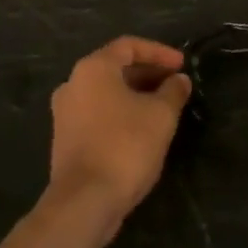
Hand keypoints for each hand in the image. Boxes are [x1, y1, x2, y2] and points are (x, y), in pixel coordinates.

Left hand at [44, 36, 191, 242]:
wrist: (84, 202)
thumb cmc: (125, 146)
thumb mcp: (160, 116)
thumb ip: (173, 92)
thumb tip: (179, 80)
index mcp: (93, 68)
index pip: (129, 46)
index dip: (159, 52)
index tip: (182, 65)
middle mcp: (73, 83)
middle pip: (115, 68)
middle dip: (148, 74)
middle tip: (175, 85)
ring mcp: (65, 113)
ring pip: (106, 92)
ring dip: (135, 95)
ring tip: (162, 107)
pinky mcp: (65, 139)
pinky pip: (97, 113)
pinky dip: (120, 113)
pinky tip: (141, 130)